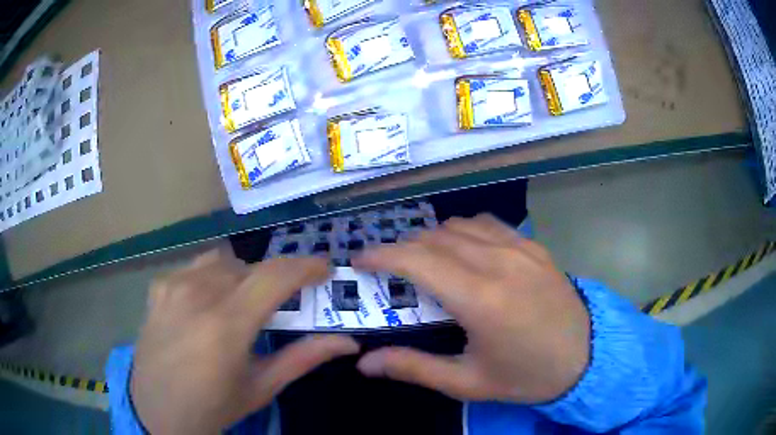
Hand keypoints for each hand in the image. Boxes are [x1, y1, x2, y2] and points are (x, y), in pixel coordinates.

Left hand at [131, 248, 358, 434]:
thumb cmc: (214, 406)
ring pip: (222, 261)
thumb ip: (303, 358)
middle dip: (273, 279)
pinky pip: (194, 268)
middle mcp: (197, 294)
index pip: (275, 276)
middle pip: (250, 266)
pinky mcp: (158, 287)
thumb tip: (347, 342)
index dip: (306, 266)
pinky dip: (211, 278)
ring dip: (241, 276)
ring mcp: (173, 285)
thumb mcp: (261, 388)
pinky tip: (206, 305)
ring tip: (241, 305)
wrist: (157, 409)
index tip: (324, 268)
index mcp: (227, 324)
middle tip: (280, 304)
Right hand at [353, 214, 589, 403]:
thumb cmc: (526, 375)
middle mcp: (498, 262)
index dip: (381, 255)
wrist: (585, 357)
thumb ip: (414, 368)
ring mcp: (519, 248)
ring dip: (432, 240)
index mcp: (480, 299)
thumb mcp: (468, 382)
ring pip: (459, 225)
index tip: (359, 261)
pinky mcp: (533, 246)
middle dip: (402, 250)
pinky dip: (464, 232)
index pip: (416, 259)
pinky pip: (488, 224)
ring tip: (426, 264)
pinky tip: (466, 254)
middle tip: (390, 274)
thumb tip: (364, 364)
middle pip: (433, 238)